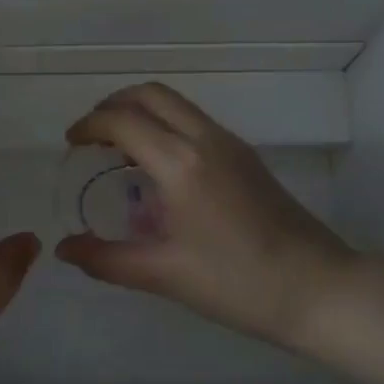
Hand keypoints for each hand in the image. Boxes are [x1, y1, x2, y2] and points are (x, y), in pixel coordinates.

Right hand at [56, 83, 355, 351]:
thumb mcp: (165, 274)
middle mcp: (205, 139)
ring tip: (118, 147)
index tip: (70, 143)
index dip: (90, 125)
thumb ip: (107, 259)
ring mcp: (231, 144)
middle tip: (91, 135)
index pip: (123, 121)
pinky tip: (158, 166)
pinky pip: (194, 121)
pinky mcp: (246, 156)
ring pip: (176, 104)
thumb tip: (64, 249)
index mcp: (181, 163)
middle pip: (151, 94)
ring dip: (141, 111)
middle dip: (114, 104)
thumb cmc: (238, 283)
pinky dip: (165, 124)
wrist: (318, 288)